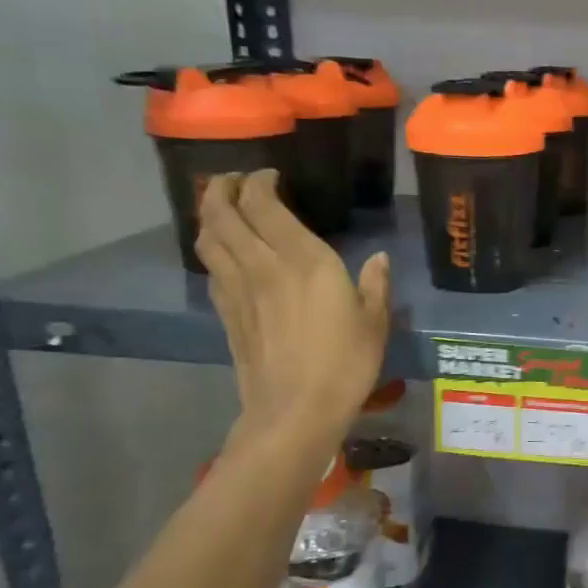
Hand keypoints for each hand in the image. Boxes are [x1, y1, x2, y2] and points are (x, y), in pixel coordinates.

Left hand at [197, 170, 390, 459]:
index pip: (263, 204)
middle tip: (236, 181)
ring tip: (223, 208)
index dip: (260, 182)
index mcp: (303, 260)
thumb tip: (379, 260)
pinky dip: (213, 250)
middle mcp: (262, 265)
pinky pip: (211, 269)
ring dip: (209, 216)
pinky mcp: (226, 314)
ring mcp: (238, 290)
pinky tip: (226, 254)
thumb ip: (375, 285)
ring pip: (208, 238)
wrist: (295, 410)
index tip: (270, 176)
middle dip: (223, 189)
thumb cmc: (345, 363)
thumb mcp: (375, 322)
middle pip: (223, 214)